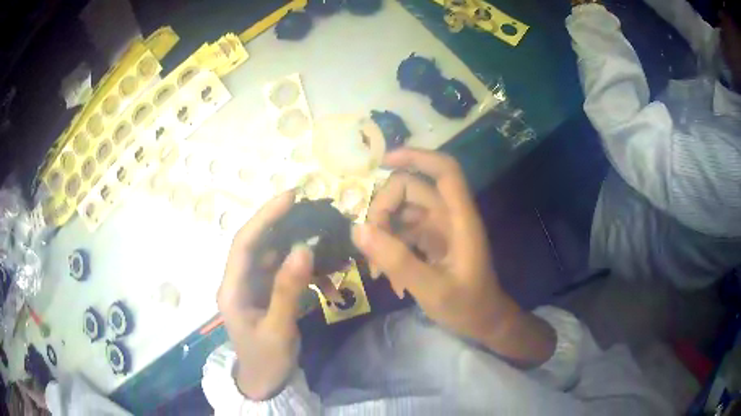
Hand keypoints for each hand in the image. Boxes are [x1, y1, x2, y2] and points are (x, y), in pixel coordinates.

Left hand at [217, 191, 312, 399]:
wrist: (264, 383)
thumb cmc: (266, 360)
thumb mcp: (279, 329)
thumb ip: (288, 290)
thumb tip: (304, 248)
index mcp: (232, 290)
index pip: (244, 244)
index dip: (264, 217)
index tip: (290, 197)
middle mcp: (238, 281)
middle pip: (256, 243)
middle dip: (281, 224)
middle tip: (311, 209)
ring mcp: (251, 287)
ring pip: (270, 254)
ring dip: (293, 243)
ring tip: (319, 231)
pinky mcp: (264, 292)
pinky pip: (281, 271)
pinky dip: (300, 266)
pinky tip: (321, 270)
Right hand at [353, 149, 555, 366]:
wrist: (484, 322)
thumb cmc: (466, 306)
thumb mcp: (431, 289)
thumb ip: (397, 260)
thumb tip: (359, 230)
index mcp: (460, 219)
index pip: (444, 171)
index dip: (417, 156)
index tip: (383, 161)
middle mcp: (449, 216)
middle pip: (412, 189)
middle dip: (384, 210)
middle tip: (370, 243)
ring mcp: (439, 229)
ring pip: (403, 211)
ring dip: (383, 232)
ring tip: (377, 268)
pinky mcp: (432, 242)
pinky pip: (403, 231)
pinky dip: (390, 246)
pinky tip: (385, 275)